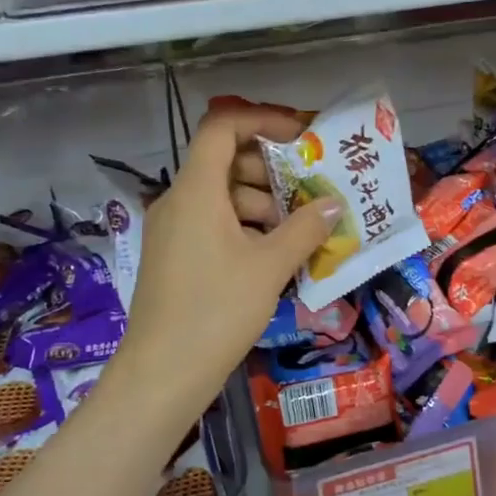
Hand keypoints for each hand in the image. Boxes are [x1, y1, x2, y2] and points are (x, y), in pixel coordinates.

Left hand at [108, 106, 334, 415]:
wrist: (161, 376)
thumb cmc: (216, 311)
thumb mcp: (269, 267)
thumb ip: (305, 228)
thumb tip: (333, 205)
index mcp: (196, 191)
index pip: (223, 127)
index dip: (262, 120)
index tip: (302, 136)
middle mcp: (179, 201)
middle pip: (227, 161)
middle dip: (273, 170)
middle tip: (314, 188)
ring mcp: (174, 230)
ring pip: (224, 196)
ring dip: (265, 203)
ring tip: (304, 227)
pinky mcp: (176, 256)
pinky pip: (215, 223)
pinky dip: (248, 227)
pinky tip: (278, 254)